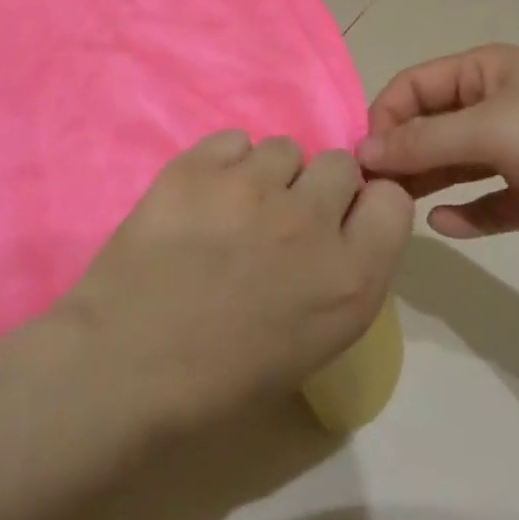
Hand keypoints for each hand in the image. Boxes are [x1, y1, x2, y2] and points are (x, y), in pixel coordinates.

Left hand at [64, 132, 413, 430]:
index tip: (340, 221)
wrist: (126, 366)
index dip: (365, 206)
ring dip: (268, 174)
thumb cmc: (221, 379)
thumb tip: (333, 230)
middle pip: (339, 164)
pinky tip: (201, 198)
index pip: (392, 200)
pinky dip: (224, 163)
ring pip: (284, 147)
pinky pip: (233, 140)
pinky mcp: (198, 167)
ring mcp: (252, 187)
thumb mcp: (314, 343)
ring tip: (233, 209)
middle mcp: (311, 221)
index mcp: (351, 278)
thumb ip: (340, 276)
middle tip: (281, 219)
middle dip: (317, 187)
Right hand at [357, 45, 518, 250]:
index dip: (384, 118)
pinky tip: (445, 226)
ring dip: (426, 185)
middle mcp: (494, 108)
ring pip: (455, 167)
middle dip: (401, 156)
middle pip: (430, 128)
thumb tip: (362, 152)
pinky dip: (466, 214)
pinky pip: (489, 203)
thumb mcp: (490, 128)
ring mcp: (517, 153)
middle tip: (371, 193)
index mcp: (482, 73)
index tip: (364, 158)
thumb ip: (423, 141)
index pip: (413, 88)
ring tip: (395, 210)